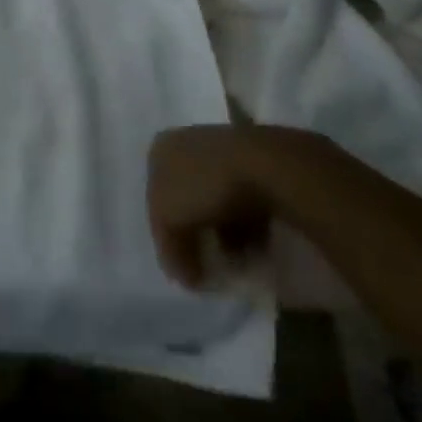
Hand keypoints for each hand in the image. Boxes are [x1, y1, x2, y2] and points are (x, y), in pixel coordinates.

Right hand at [146, 124, 323, 287]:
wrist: (267, 165)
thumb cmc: (205, 185)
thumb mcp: (171, 221)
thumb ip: (171, 250)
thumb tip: (184, 277)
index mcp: (161, 150)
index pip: (154, 197)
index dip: (166, 233)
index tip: (182, 264)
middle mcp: (188, 144)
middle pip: (186, 199)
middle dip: (197, 234)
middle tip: (207, 264)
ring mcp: (226, 153)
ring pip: (217, 203)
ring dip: (226, 236)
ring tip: (239, 263)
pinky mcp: (258, 166)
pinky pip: (246, 204)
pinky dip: (250, 229)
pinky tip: (257, 249)